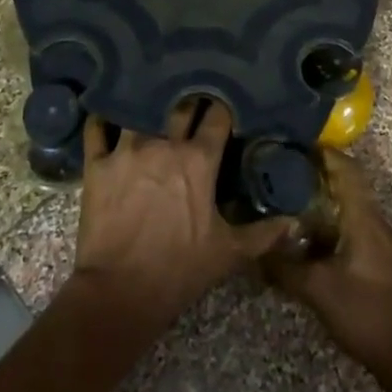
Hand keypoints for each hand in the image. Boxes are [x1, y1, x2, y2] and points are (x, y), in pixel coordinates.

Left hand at [70, 102, 294, 333]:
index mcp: (199, 160)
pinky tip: (106, 114)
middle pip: (179, 105)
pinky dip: (101, 119)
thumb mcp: (228, 253)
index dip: (222, 108)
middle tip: (190, 99)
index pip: (217, 116)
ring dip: (146, 105)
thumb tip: (295, 222)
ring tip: (148, 98)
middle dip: (188, 100)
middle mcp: (164, 144)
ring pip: (138, 110)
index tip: (223, 105)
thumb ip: (263, 233)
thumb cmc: (179, 270)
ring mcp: (127, 150)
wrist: (120, 293)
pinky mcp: (97, 164)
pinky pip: (96, 128)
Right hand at [263, 150, 391, 382]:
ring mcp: (381, 241)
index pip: (346, 169)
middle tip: (284, 170)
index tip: (294, 144)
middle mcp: (375, 221)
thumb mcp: (317, 290)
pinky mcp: (380, 259)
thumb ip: (284, 267)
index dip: (323, 153)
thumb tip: (254, 249)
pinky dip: (332, 219)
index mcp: (364, 218)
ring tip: (291, 198)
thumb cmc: (365, 313)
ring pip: (351, 206)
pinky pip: (354, 225)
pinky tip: (310, 235)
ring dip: (325, 198)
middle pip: (348, 183)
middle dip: (318, 173)